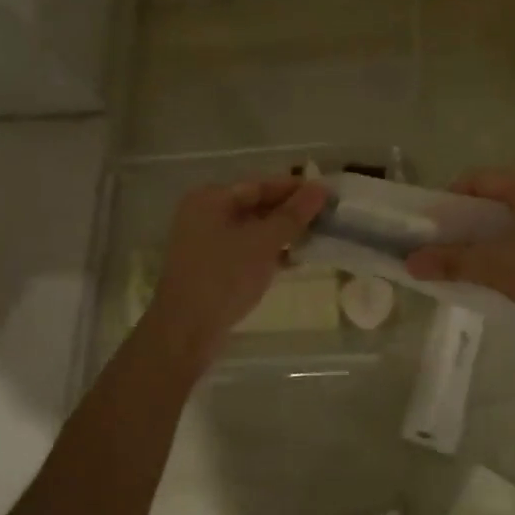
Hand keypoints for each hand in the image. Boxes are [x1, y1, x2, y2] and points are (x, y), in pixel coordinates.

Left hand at [143, 176, 329, 360]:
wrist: (186, 330)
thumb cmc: (225, 276)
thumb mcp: (264, 242)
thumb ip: (293, 214)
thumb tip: (321, 188)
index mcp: (210, 198)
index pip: (260, 184)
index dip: (295, 189)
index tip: (327, 194)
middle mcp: (205, 214)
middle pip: (255, 205)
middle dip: (290, 212)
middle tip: (326, 217)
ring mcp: (206, 242)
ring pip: (252, 229)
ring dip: (282, 234)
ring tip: (317, 238)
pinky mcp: (212, 266)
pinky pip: (246, 249)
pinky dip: (268, 252)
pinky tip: (295, 261)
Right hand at [404, 170, 514, 342]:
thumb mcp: (497, 268)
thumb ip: (451, 262)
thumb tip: (410, 262)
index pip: (476, 180)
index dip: (447, 201)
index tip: (429, 230)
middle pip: (493, 197)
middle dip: (464, 223)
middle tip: (442, 248)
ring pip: (511, 218)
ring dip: (485, 238)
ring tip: (466, 264)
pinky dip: (508, 247)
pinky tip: (500, 273)